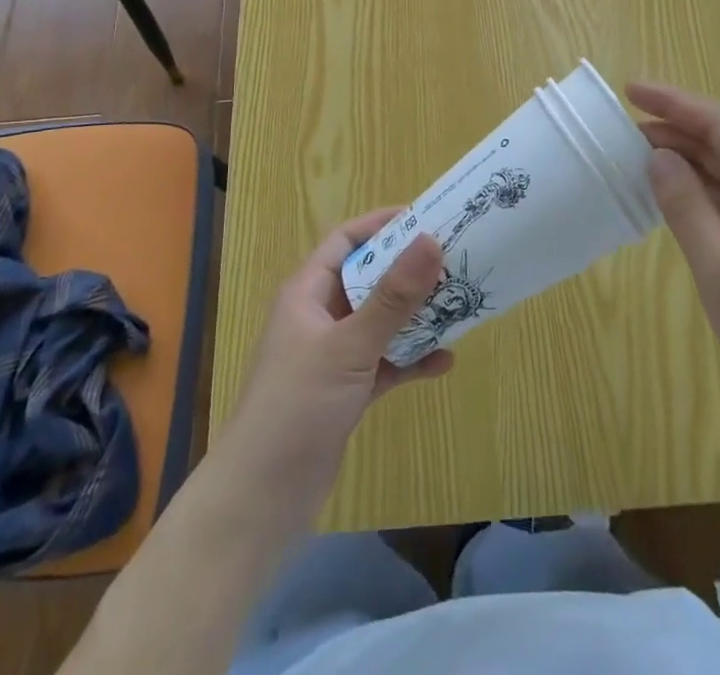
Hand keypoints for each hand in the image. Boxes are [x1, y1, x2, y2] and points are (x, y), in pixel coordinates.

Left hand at [220, 209, 451, 515]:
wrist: (260, 500)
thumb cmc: (297, 406)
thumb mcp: (349, 346)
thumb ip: (393, 297)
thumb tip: (431, 240)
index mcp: (308, 292)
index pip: (346, 240)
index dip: (382, 224)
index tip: (426, 218)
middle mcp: (320, 316)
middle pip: (369, 279)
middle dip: (409, 271)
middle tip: (454, 261)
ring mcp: (332, 355)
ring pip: (380, 321)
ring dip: (415, 315)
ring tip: (459, 305)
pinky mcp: (345, 391)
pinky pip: (384, 361)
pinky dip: (410, 359)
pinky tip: (444, 362)